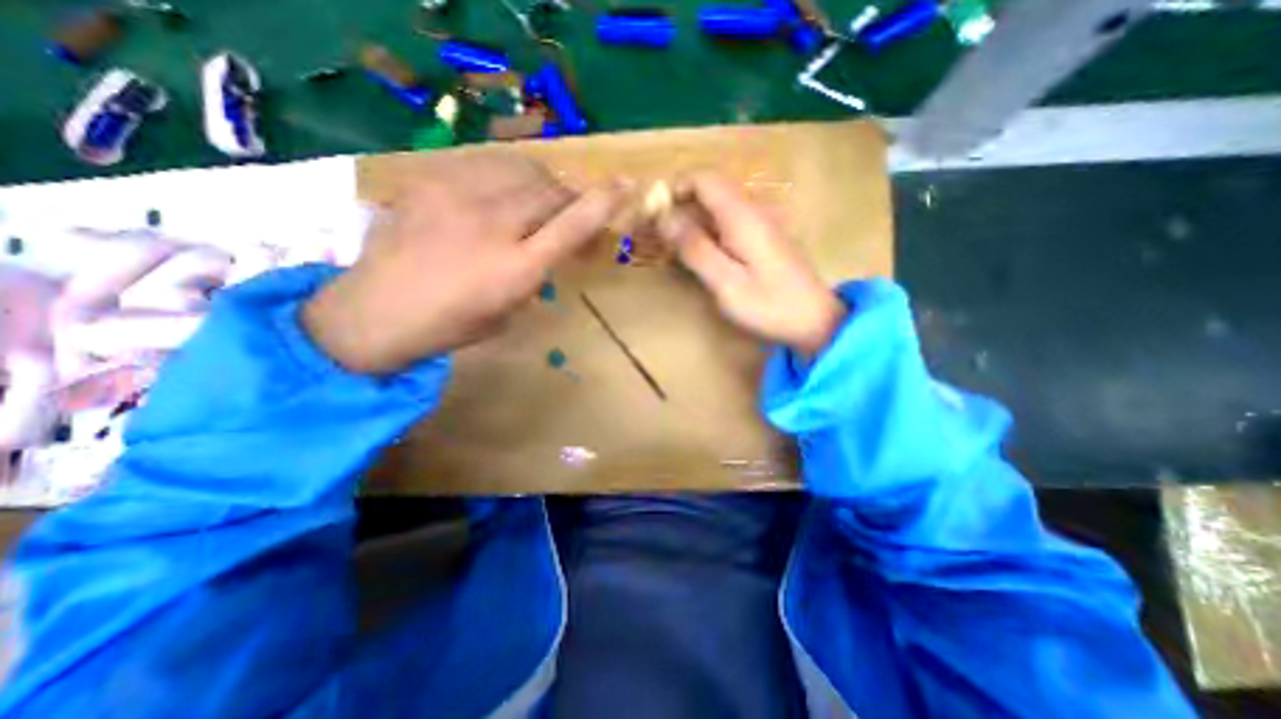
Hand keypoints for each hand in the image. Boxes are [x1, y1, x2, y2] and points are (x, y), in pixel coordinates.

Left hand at [305, 152, 627, 373]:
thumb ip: (535, 274)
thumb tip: (549, 248)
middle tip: (570, 213)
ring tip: (537, 200)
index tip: (625, 186)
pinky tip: (500, 191)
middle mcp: (493, 227)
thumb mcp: (508, 311)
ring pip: (523, 170)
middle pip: (552, 192)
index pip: (571, 225)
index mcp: (515, 270)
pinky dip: (507, 175)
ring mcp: (458, 198)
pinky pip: (486, 164)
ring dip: (542, 184)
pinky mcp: (430, 181)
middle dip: (572, 199)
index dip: (603, 203)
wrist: (374, 311)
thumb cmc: (450, 327)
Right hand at [655, 171, 848, 355]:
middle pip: (711, 190)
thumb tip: (664, 217)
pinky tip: (707, 259)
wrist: (815, 320)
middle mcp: (754, 210)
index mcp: (742, 215)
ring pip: (720, 207)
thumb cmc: (769, 305)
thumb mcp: (725, 282)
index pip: (704, 178)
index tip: (657, 215)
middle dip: (682, 207)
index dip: (676, 188)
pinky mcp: (766, 237)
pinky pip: (731, 222)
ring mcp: (763, 222)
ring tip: (679, 252)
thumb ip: (695, 248)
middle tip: (663, 240)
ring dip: (695, 221)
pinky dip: (711, 232)